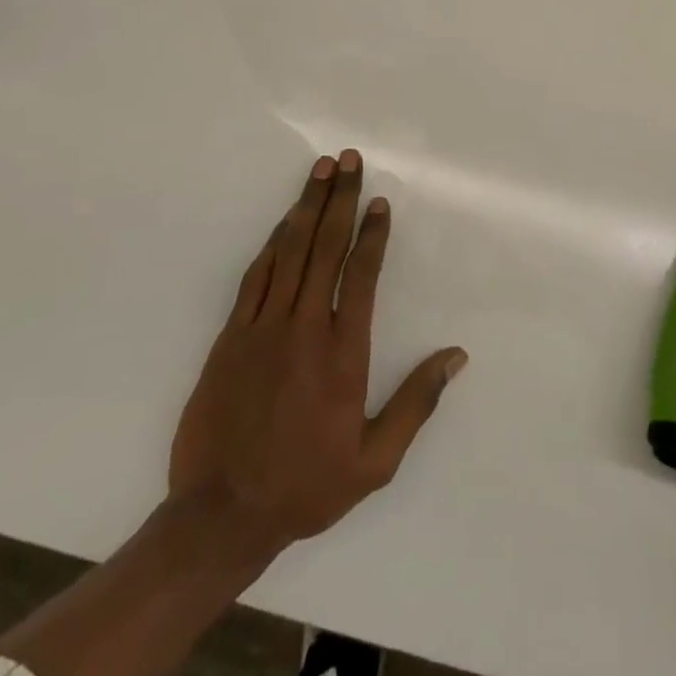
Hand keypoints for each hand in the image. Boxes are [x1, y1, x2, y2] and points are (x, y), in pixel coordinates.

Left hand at [168, 149, 467, 556]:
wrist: (219, 516)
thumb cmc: (304, 487)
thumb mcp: (374, 462)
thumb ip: (416, 404)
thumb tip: (456, 356)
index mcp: (343, 353)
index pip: (361, 275)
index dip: (372, 234)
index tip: (379, 201)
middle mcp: (304, 328)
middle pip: (325, 248)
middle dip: (340, 199)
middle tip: (348, 159)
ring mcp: (262, 328)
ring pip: (289, 251)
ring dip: (306, 206)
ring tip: (320, 170)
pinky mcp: (230, 336)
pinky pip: (256, 276)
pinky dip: (273, 242)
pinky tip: (283, 222)